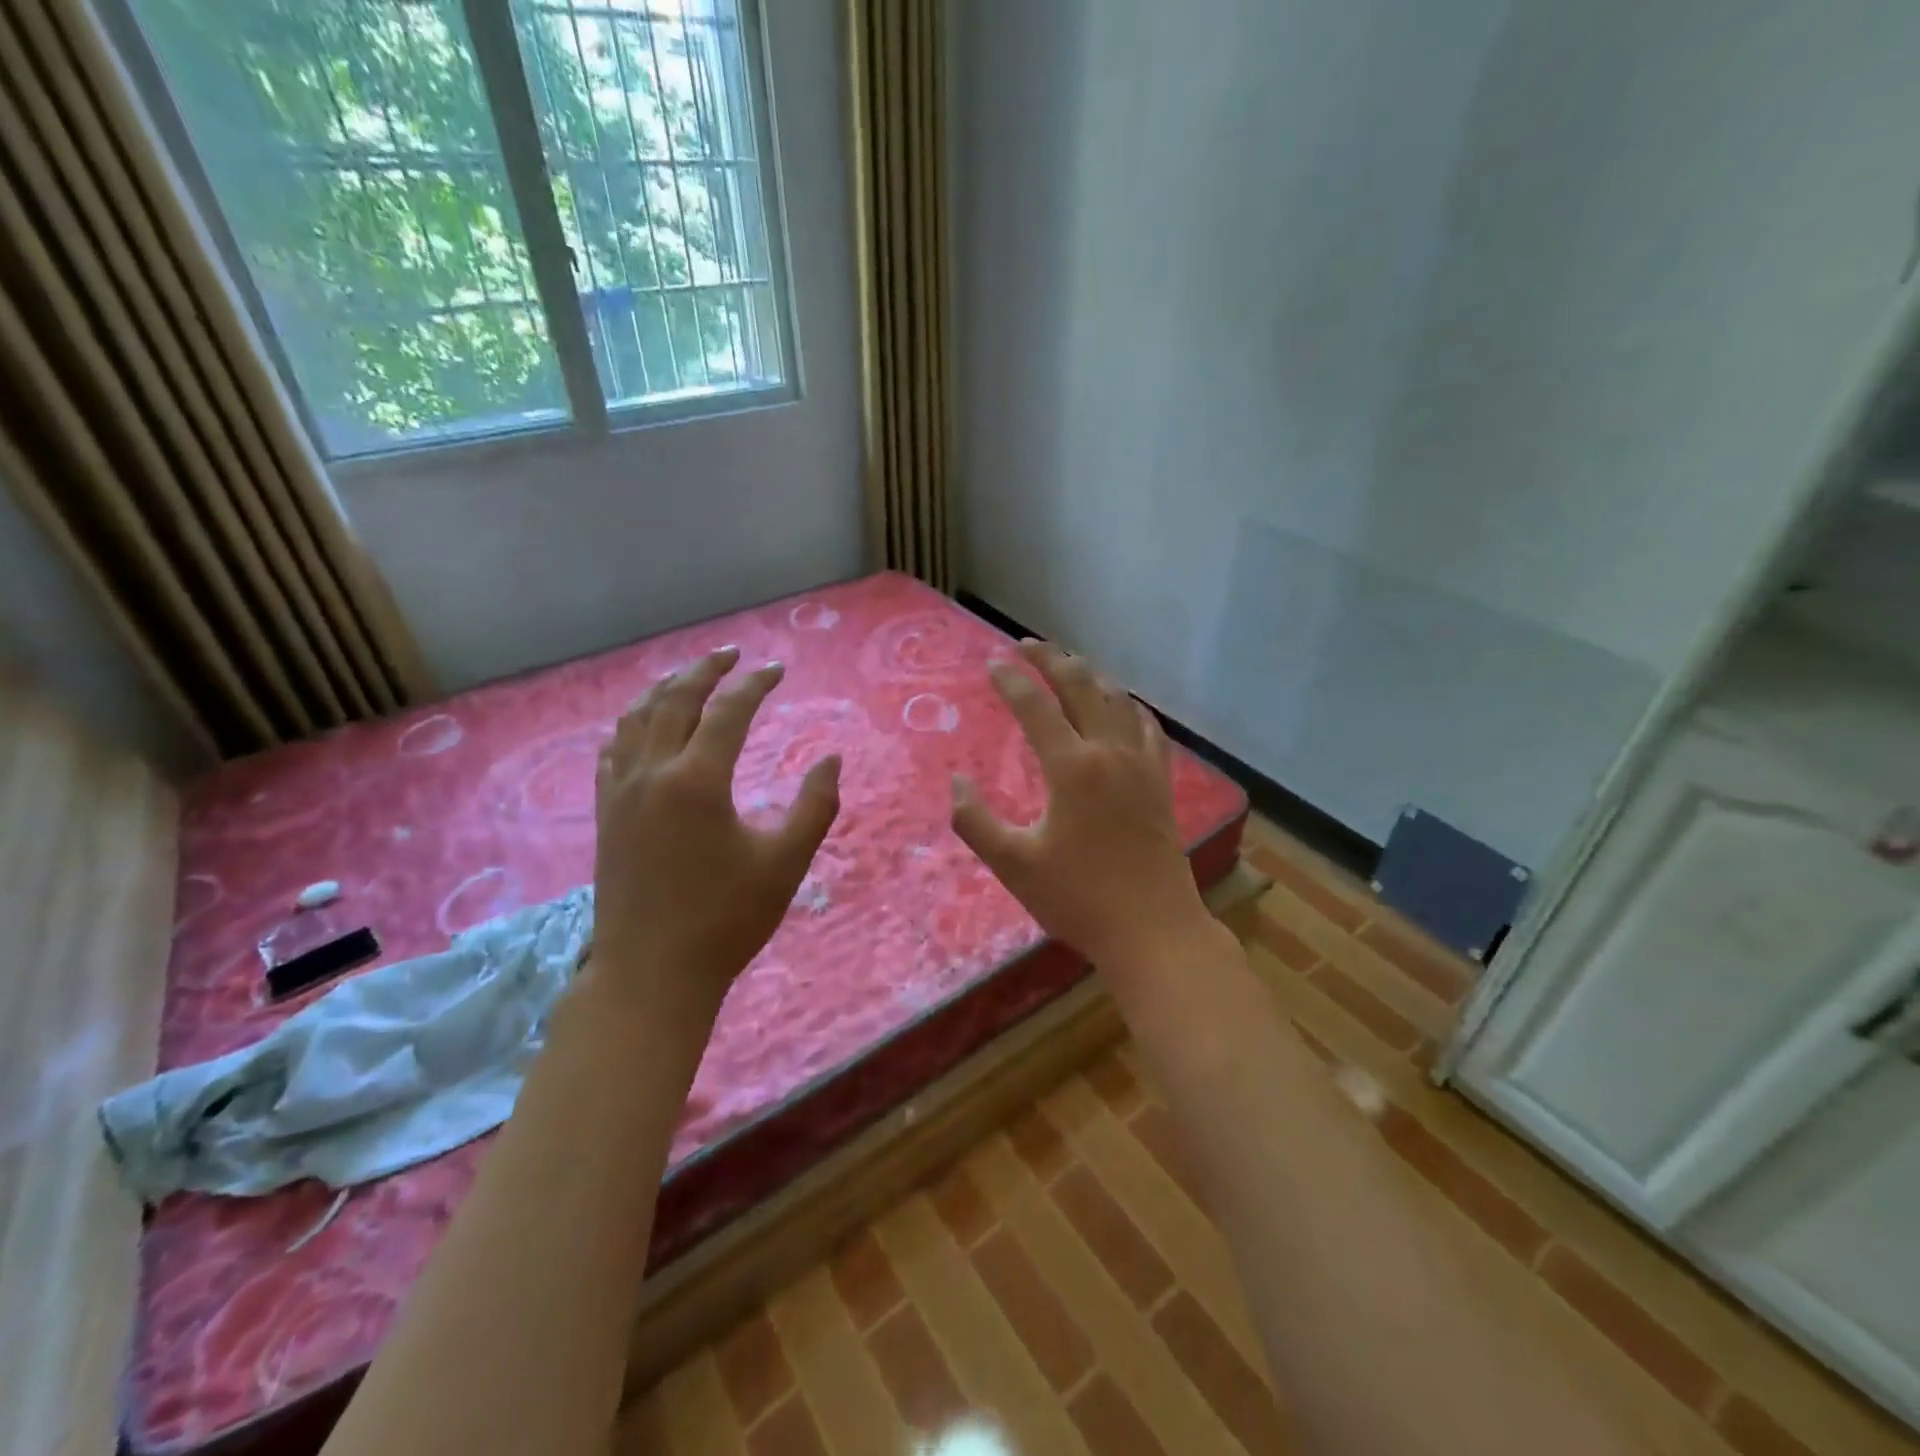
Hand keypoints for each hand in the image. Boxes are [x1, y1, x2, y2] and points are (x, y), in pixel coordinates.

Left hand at [587, 646, 840, 1028]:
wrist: (652, 974)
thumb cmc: (726, 919)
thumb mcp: (785, 862)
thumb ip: (814, 806)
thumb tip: (831, 759)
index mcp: (697, 780)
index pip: (728, 711)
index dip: (755, 685)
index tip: (777, 670)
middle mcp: (652, 773)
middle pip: (674, 700)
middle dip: (705, 670)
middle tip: (731, 653)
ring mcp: (621, 793)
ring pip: (636, 719)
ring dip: (664, 689)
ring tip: (688, 676)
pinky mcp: (606, 814)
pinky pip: (613, 750)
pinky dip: (632, 725)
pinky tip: (642, 726)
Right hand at [951, 640, 1212, 974]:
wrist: (1152, 929)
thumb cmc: (1078, 898)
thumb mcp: (1013, 865)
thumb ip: (976, 821)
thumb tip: (959, 782)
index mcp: (1072, 767)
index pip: (1035, 706)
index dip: (1011, 680)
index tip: (991, 664)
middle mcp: (1110, 752)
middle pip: (1081, 686)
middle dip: (1051, 659)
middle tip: (1026, 645)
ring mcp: (1142, 764)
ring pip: (1117, 700)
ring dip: (1089, 676)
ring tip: (1067, 666)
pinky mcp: (1160, 782)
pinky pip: (1147, 727)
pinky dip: (1128, 706)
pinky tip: (1122, 707)